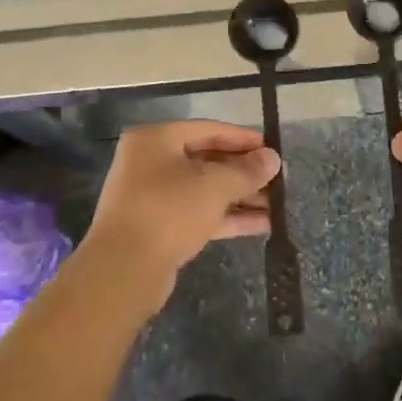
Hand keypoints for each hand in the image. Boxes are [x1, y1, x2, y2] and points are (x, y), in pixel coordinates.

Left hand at [80, 120, 279, 308]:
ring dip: (240, 197)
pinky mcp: (158, 229)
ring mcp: (152, 198)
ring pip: (204, 191)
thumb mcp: (215, 185)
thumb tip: (273, 159)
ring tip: (277, 205)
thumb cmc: (169, 210)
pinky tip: (262, 225)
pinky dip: (227, 217)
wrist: (123, 271)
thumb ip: (247, 170)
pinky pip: (199, 214)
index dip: (243, 139)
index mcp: (156, 140)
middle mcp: (150, 163)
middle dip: (244, 173)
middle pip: (206, 161)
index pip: (208, 130)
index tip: (272, 148)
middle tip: (277, 180)